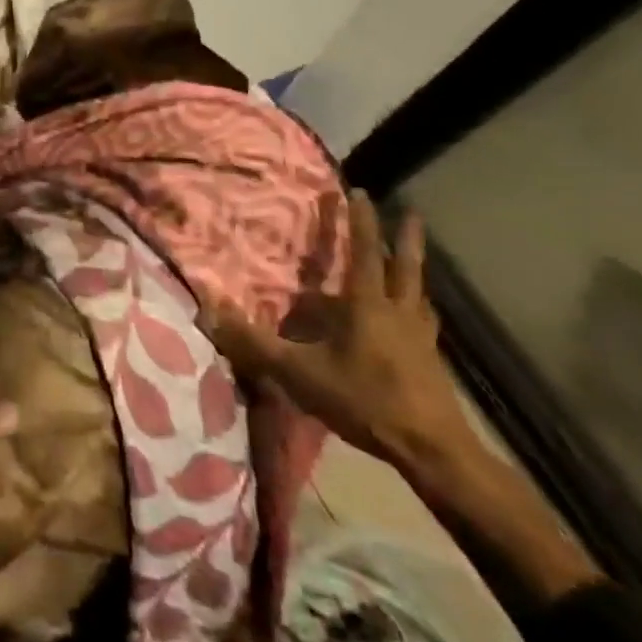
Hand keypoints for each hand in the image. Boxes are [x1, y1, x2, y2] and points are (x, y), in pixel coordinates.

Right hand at [209, 190, 475, 477]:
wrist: (432, 450)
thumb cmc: (364, 400)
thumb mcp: (299, 372)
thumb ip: (254, 342)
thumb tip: (209, 311)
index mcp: (367, 305)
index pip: (362, 252)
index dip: (359, 221)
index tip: (357, 191)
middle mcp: (398, 312)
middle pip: (405, 266)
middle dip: (405, 237)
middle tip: (410, 211)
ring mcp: (421, 338)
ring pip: (419, 293)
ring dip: (415, 271)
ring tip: (413, 261)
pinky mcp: (431, 362)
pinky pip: (424, 323)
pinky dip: (419, 310)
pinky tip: (415, 319)